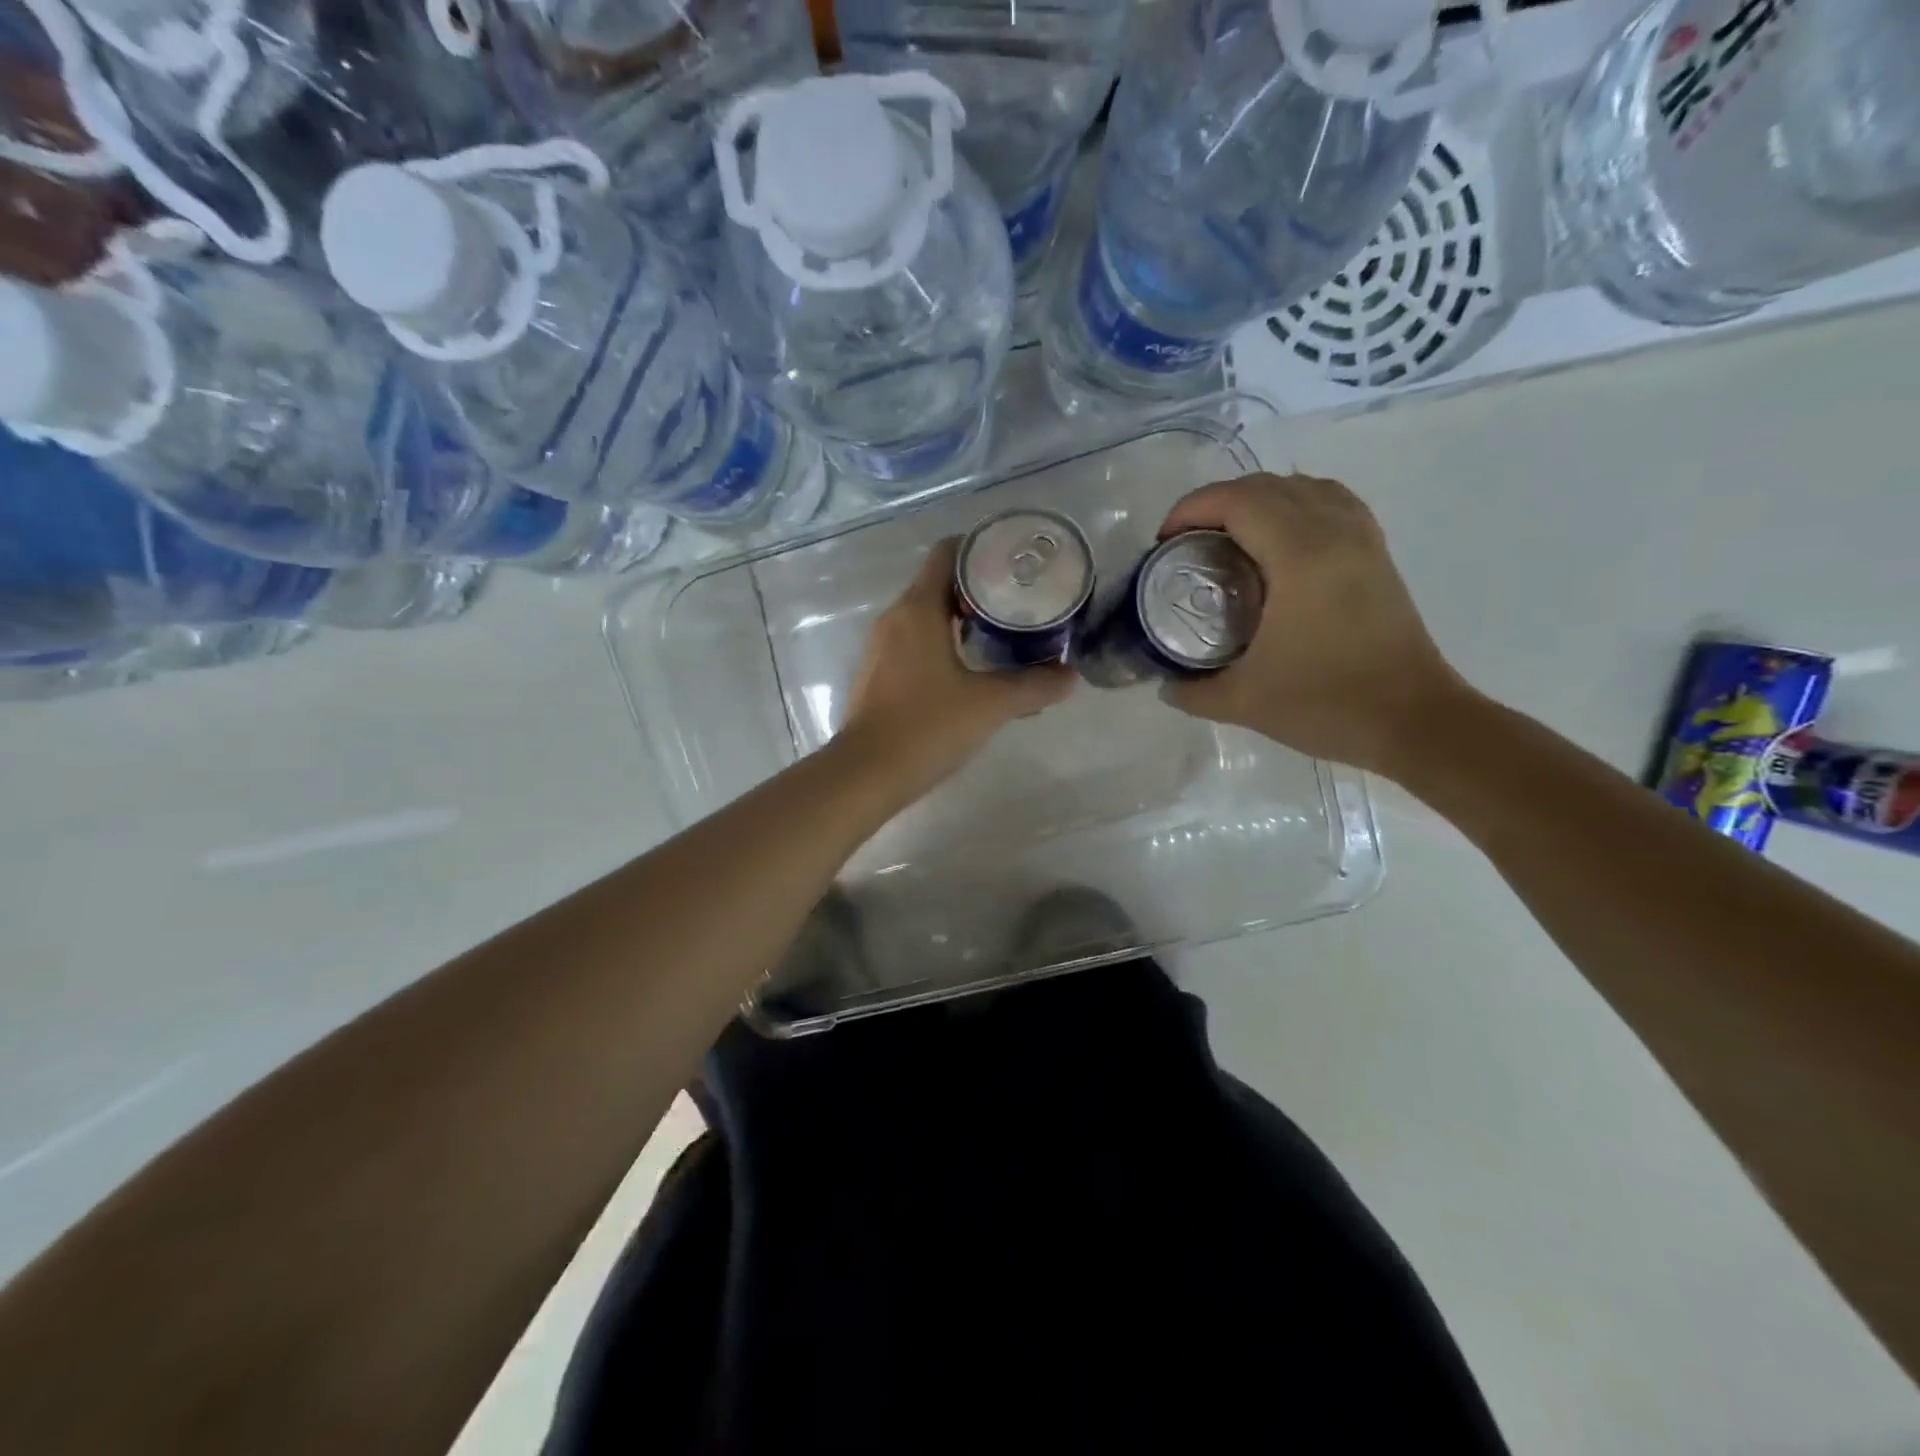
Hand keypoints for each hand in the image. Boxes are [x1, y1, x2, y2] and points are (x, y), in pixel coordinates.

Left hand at [842, 537, 1074, 794]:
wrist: (867, 774)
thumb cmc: (927, 726)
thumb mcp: (990, 704)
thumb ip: (1034, 686)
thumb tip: (1070, 676)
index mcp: (918, 608)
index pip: (947, 553)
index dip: (981, 548)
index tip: (1014, 561)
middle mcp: (895, 618)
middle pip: (940, 584)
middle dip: (980, 588)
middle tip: (1020, 601)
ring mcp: (882, 647)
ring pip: (927, 616)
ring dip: (962, 619)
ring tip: (1003, 634)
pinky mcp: (878, 674)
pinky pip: (915, 643)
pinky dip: (944, 644)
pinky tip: (971, 670)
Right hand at [1158, 472, 1470, 776]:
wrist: (1414, 722)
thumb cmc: (1326, 705)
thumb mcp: (1243, 702)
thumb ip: (1193, 690)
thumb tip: (1166, 684)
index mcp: (1300, 556)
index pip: (1238, 501)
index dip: (1192, 508)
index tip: (1163, 541)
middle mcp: (1334, 532)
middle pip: (1268, 486)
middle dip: (1217, 503)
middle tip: (1187, 542)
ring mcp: (1362, 540)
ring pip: (1305, 488)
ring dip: (1258, 500)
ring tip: (1229, 537)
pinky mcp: (1377, 556)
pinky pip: (1332, 504)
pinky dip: (1296, 506)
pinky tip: (1280, 541)